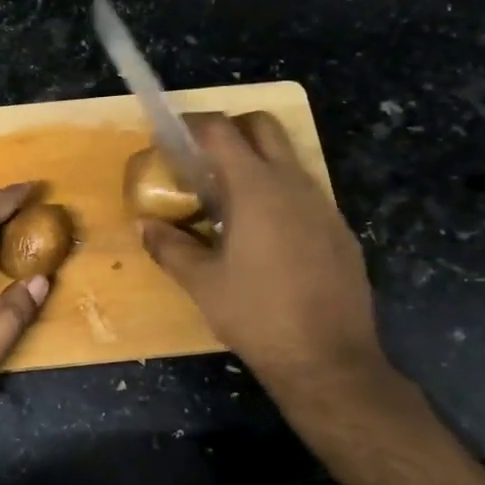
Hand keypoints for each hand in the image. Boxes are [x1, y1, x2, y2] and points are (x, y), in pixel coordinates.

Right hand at [141, 112, 395, 410]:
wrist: (329, 360)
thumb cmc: (256, 316)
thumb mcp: (202, 283)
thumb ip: (169, 247)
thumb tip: (145, 225)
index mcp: (255, 188)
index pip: (221, 131)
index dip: (191, 124)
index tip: (170, 135)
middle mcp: (294, 184)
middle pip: (263, 127)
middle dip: (230, 130)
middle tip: (201, 161)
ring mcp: (323, 205)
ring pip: (287, 160)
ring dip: (255, 165)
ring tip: (227, 204)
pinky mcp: (339, 230)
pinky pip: (304, 194)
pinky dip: (278, 196)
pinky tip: (263, 238)